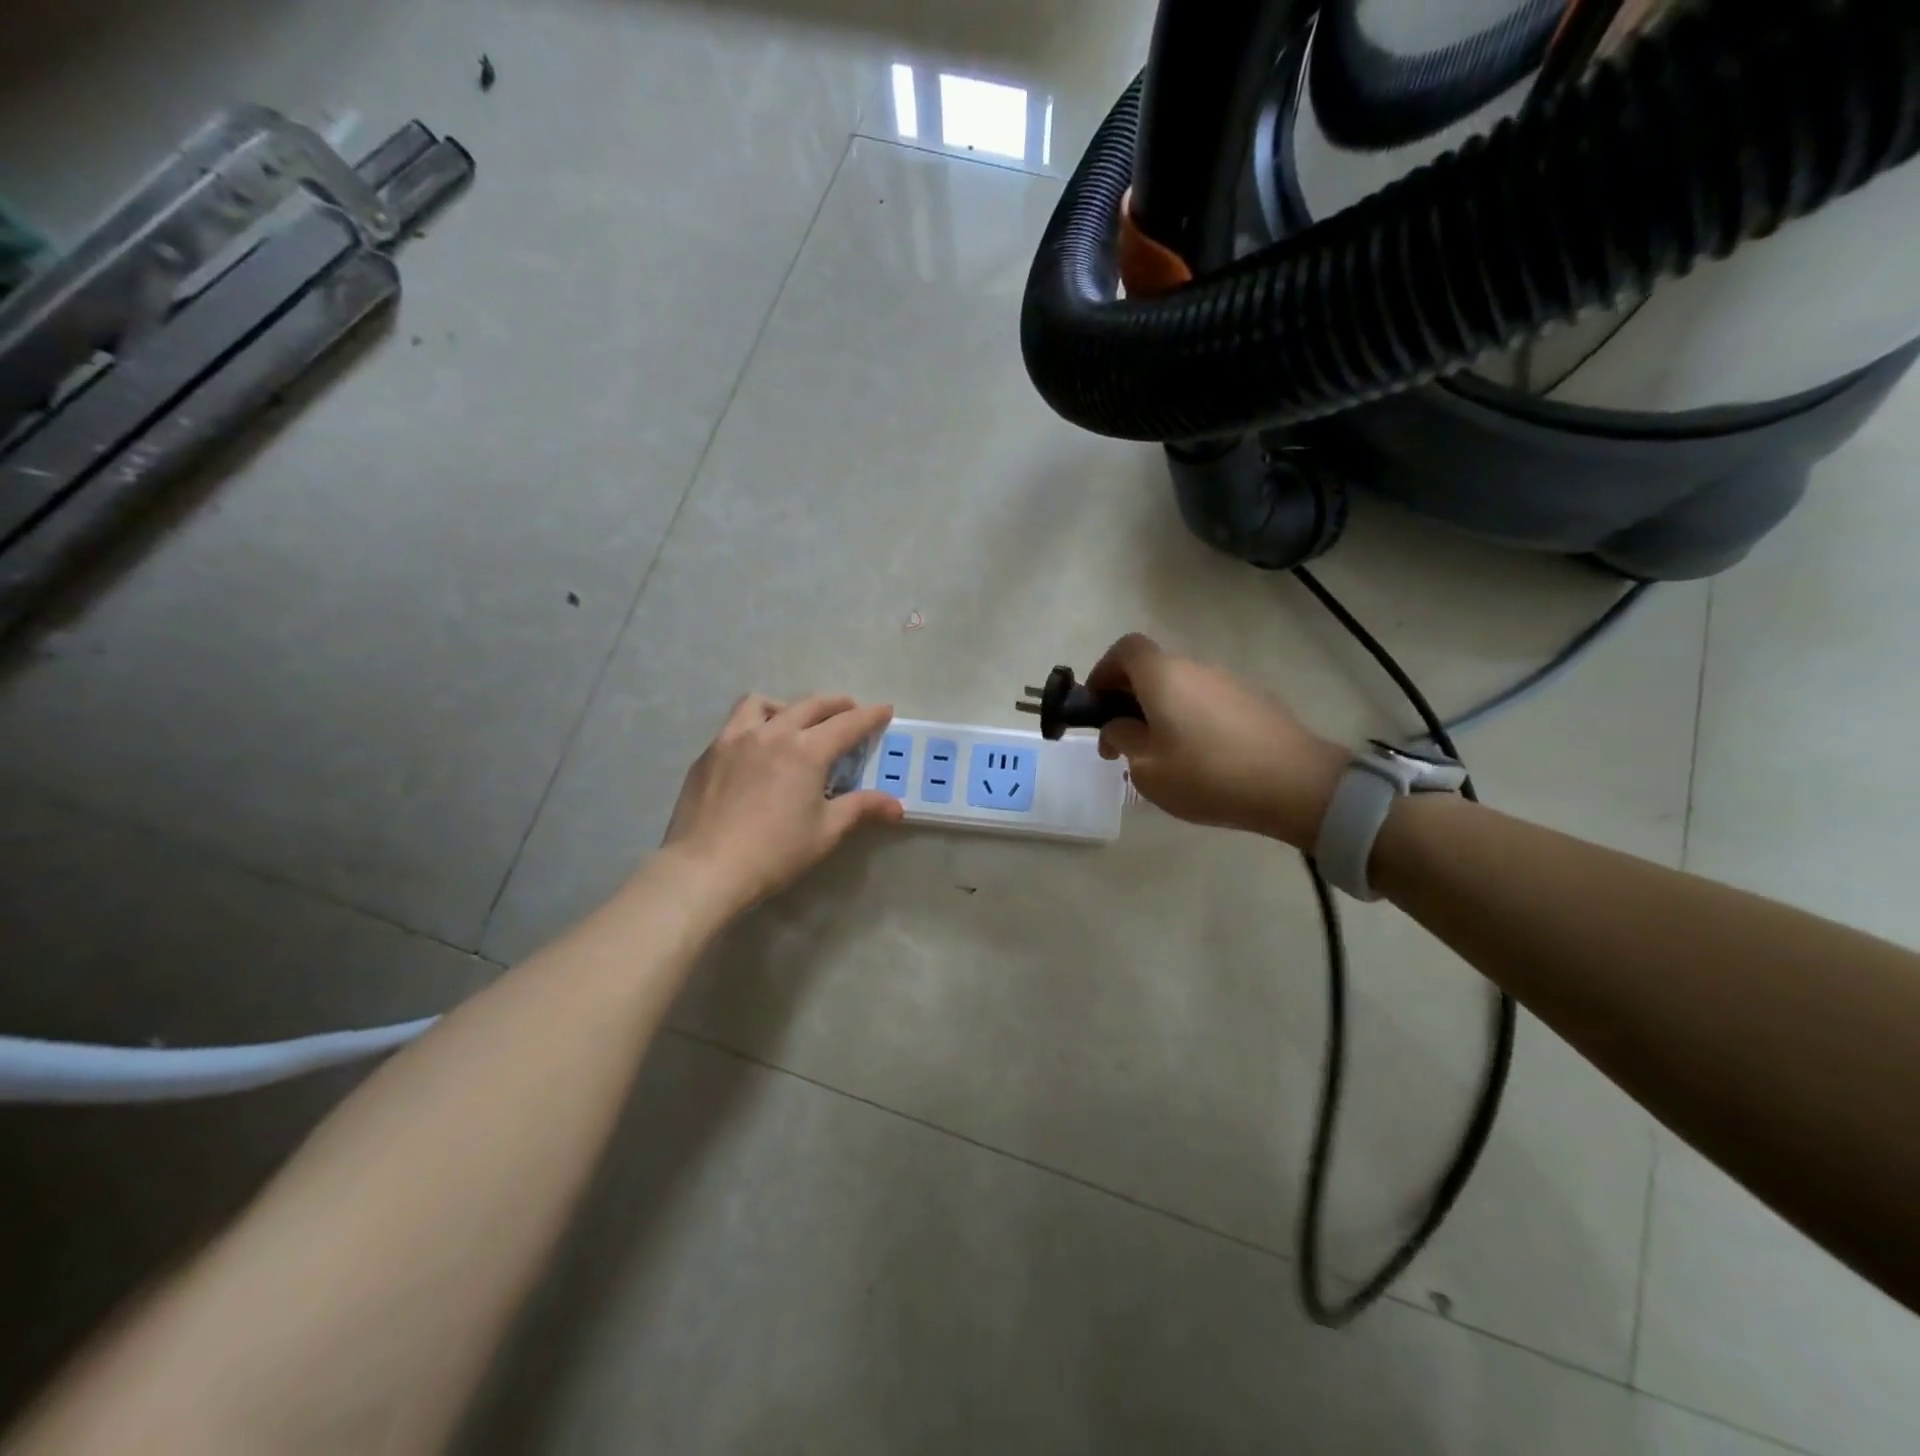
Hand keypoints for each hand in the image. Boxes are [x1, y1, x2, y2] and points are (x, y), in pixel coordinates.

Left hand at [660, 694, 904, 911]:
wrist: (705, 868)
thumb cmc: (774, 852)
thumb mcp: (825, 832)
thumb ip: (861, 809)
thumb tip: (897, 806)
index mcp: (806, 750)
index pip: (847, 724)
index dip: (870, 716)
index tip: (885, 710)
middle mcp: (771, 733)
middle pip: (810, 705)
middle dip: (836, 704)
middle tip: (850, 711)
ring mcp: (734, 738)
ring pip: (763, 703)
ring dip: (788, 706)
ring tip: (794, 722)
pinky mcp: (709, 753)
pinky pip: (735, 724)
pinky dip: (755, 725)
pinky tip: (756, 750)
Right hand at [1089, 633, 1348, 849]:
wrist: (1295, 784)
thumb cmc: (1207, 775)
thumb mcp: (1147, 769)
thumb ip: (1123, 740)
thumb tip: (1117, 727)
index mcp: (1163, 676)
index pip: (1125, 648)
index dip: (1103, 670)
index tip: (1096, 704)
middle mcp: (1195, 668)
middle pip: (1152, 668)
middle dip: (1129, 698)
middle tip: (1122, 740)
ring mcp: (1228, 682)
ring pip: (1180, 687)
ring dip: (1161, 710)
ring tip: (1161, 755)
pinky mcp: (1254, 701)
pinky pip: (1207, 701)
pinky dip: (1191, 718)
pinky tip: (1200, 758)